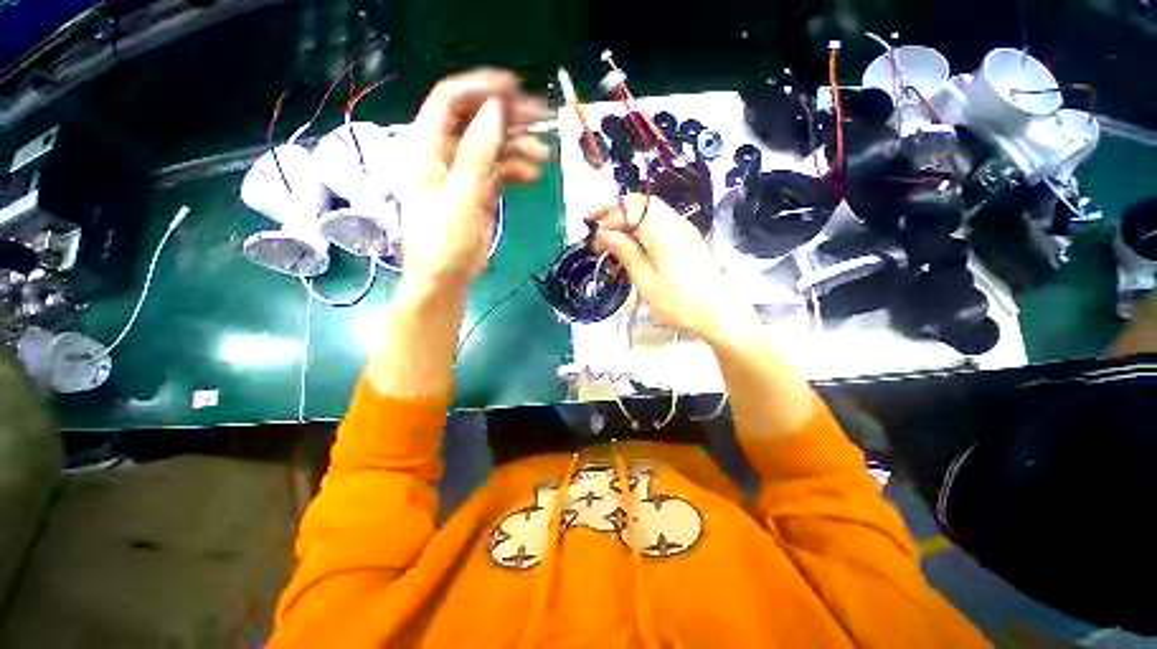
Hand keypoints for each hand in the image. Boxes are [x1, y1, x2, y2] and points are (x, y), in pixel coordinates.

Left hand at [402, 69, 549, 287]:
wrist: (446, 278)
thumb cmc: (444, 241)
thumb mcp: (461, 196)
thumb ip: (477, 153)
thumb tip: (496, 111)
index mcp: (428, 147)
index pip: (450, 100)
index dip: (480, 87)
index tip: (514, 88)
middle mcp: (446, 154)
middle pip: (477, 120)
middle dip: (508, 116)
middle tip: (540, 117)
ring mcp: (465, 173)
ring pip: (494, 146)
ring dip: (518, 146)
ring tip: (542, 156)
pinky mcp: (481, 192)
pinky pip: (501, 171)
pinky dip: (518, 170)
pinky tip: (533, 177)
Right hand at [592, 194, 753, 341]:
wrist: (719, 316)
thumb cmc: (678, 302)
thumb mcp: (645, 280)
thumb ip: (625, 252)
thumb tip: (605, 233)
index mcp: (663, 229)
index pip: (630, 207)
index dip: (608, 216)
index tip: (593, 236)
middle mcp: (676, 222)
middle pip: (643, 204)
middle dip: (618, 214)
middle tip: (600, 233)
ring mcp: (685, 230)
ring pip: (652, 213)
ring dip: (630, 222)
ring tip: (614, 241)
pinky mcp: (688, 241)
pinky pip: (662, 224)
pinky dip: (644, 229)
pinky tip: (635, 246)